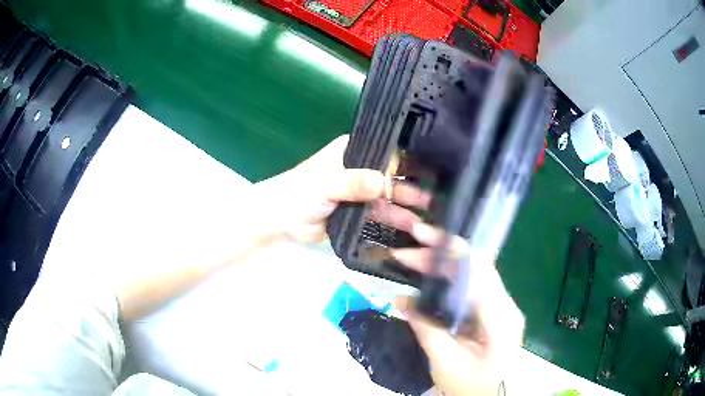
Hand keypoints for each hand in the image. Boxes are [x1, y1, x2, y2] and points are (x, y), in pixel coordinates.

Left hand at [252, 135, 428, 241]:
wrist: (280, 220)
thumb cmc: (300, 192)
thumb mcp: (327, 183)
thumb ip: (355, 182)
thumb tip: (386, 183)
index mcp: (354, 152)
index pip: (387, 153)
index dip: (408, 162)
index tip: (433, 171)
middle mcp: (361, 170)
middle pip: (391, 178)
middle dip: (410, 189)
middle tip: (434, 201)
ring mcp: (360, 193)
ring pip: (387, 199)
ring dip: (404, 209)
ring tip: (427, 221)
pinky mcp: (357, 214)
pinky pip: (378, 216)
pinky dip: (392, 222)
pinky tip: (411, 230)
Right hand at [393, 226, 524, 395]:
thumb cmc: (471, 386)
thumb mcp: (446, 362)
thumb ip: (427, 329)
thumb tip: (401, 300)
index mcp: (500, 316)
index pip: (481, 269)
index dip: (453, 249)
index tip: (424, 238)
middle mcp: (504, 304)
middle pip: (474, 267)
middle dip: (439, 254)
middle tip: (404, 251)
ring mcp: (498, 307)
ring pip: (470, 274)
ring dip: (440, 265)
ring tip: (409, 260)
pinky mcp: (489, 312)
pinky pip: (467, 288)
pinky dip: (445, 281)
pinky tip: (424, 281)